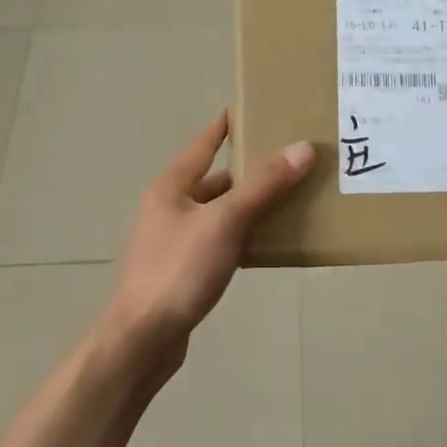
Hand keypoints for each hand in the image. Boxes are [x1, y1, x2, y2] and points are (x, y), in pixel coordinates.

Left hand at [102, 112, 314, 375]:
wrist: (143, 338)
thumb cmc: (179, 269)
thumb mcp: (226, 221)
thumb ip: (264, 185)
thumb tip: (303, 148)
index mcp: (172, 187)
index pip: (203, 144)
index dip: (226, 126)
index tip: (253, 109)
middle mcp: (169, 209)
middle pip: (216, 180)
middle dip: (250, 171)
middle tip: (290, 160)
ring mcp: (173, 242)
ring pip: (219, 214)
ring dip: (249, 207)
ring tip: (290, 199)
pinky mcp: (182, 272)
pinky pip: (219, 242)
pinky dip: (243, 237)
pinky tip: (268, 244)